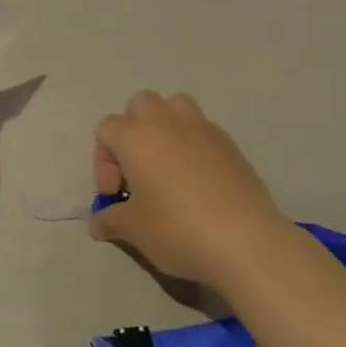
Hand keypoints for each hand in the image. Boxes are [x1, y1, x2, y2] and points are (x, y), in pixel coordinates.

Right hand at [89, 91, 294, 287]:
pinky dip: (194, 144)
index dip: (103, 162)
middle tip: (138, 172)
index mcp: (136, 136)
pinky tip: (199, 181)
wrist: (247, 242)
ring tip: (168, 165)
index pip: (106, 130)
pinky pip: (203, 129)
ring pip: (175, 105)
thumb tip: (98, 222)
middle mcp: (166, 122)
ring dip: (165, 126)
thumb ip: (111, 220)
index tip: (115, 196)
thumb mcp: (135, 230)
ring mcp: (202, 129)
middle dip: (132, 131)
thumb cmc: (178, 229)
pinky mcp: (231, 144)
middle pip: (140, 104)